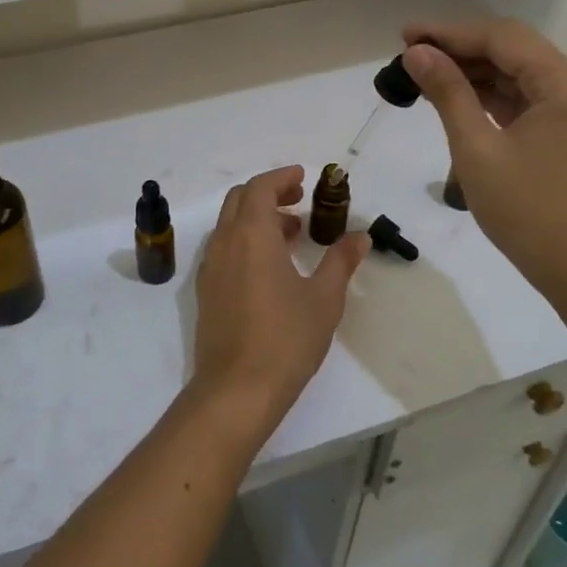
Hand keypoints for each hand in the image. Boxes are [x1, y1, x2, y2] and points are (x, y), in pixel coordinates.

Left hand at [193, 166, 368, 435]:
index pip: (260, 188)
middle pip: (240, 199)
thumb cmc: (286, 339)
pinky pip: (224, 248)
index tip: (303, 177)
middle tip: (299, 199)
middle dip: (268, 192)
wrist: (236, 389)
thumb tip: (360, 238)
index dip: (281, 177)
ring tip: (292, 232)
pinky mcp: (206, 290)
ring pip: (230, 224)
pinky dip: (245, 240)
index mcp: (251, 235)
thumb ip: (341, 262)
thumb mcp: (324, 298)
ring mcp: (210, 267)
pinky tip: (270, 265)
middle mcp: (224, 242)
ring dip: (257, 217)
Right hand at [403, 21, 566, 304]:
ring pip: (517, 74)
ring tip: (423, 74)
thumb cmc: (528, 212)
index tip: (405, 35)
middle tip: (409, 52)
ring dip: (473, 71)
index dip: (450, 32)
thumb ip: (448, 93)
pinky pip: (525, 99)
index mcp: (566, 85)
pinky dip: (490, 95)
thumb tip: (417, 53)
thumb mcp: (477, 149)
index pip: (502, 38)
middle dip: (460, 48)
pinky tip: (455, 97)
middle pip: (512, 50)